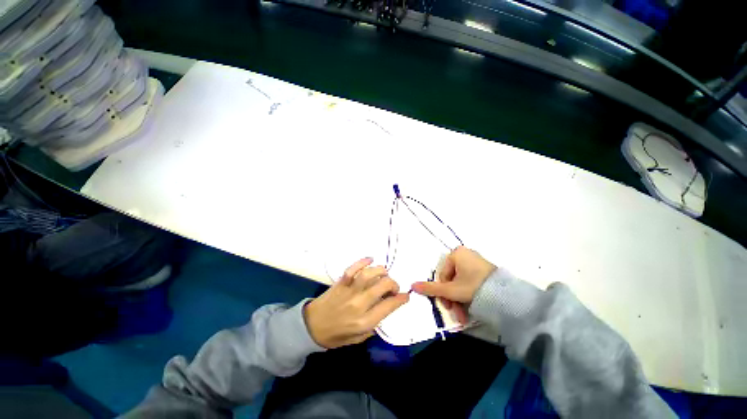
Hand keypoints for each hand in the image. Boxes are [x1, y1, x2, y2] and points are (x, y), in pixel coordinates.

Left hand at [304, 258, 408, 348]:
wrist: (311, 327)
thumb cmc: (335, 335)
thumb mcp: (358, 339)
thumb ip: (373, 326)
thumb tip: (385, 309)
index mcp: (364, 322)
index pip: (388, 306)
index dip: (400, 299)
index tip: (405, 295)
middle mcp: (358, 305)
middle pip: (381, 286)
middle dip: (393, 283)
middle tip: (393, 286)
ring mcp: (348, 291)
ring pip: (368, 275)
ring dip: (380, 271)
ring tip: (384, 273)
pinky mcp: (340, 283)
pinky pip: (352, 269)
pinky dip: (362, 261)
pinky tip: (370, 259)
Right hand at [411, 246, 495, 322]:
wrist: (507, 295)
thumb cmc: (474, 287)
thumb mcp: (451, 290)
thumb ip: (431, 288)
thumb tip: (412, 285)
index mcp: (456, 253)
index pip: (442, 274)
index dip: (442, 291)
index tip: (447, 305)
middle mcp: (465, 254)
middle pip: (451, 279)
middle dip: (452, 298)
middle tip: (455, 312)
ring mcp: (476, 262)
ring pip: (460, 282)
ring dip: (459, 300)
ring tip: (464, 315)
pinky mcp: (484, 270)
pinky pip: (470, 282)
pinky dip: (468, 294)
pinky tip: (471, 307)